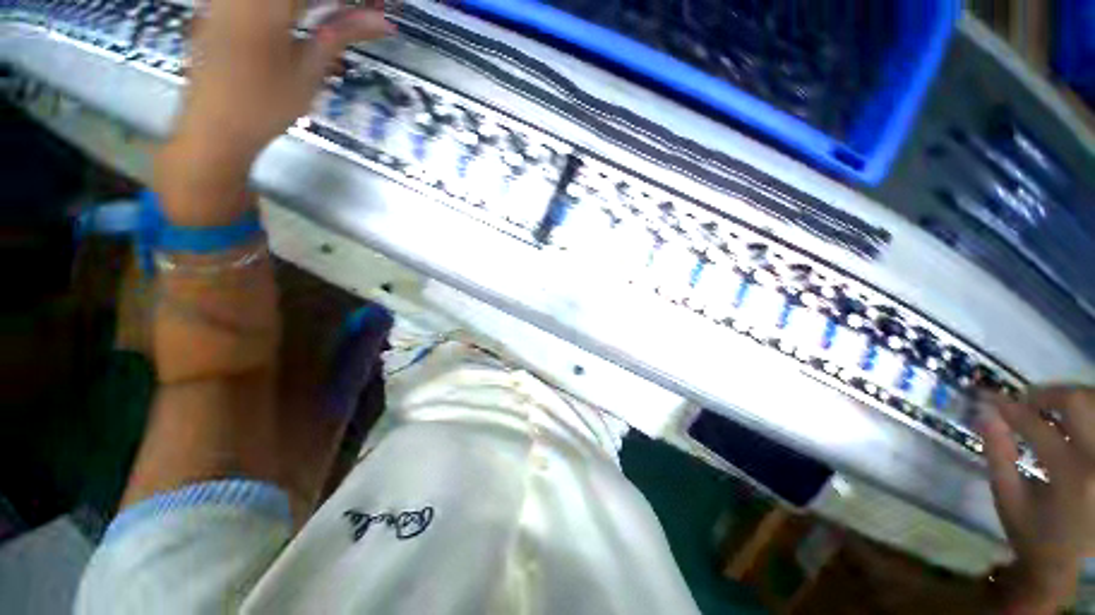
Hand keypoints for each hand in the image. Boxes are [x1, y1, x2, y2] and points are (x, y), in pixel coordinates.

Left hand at [155, 0, 393, 224]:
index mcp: (266, 6)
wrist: (214, 128)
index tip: (378, 7)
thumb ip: (340, 35)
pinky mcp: (218, 5)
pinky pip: (261, 2)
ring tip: (336, 16)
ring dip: (314, 7)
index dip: (353, 0)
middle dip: (337, 3)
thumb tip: (382, 21)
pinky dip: (291, 9)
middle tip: (363, 12)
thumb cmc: (265, 106)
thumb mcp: (308, 72)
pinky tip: (303, 16)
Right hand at [979, 386, 1094, 612]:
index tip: (991, 398)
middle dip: (1049, 394)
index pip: (1037, 426)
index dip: (1011, 407)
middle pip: (1080, 401)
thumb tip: (986, 415)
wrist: (1082, 568)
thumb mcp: (1011, 503)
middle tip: (1027, 401)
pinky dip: (1086, 413)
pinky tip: (1074, 424)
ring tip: (1052, 410)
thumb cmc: (1040, 537)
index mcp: (1071, 476)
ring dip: (1072, 400)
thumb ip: (999, 457)